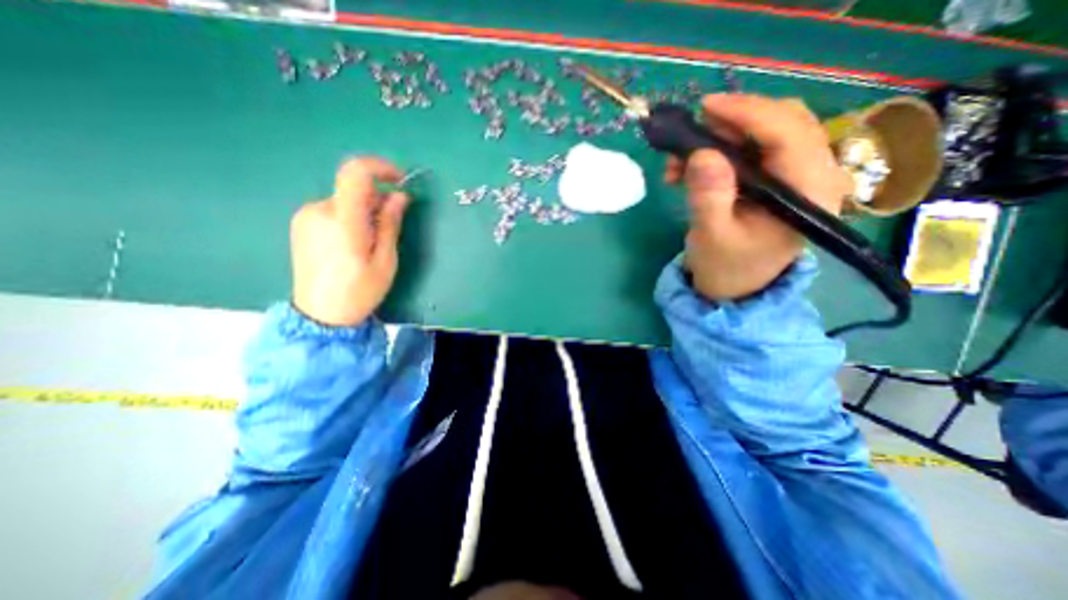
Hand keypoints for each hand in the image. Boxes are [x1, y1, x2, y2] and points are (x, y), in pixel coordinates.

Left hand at [290, 158, 408, 328]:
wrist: (320, 315)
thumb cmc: (360, 290)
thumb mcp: (385, 260)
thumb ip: (390, 223)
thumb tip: (399, 196)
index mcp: (343, 221)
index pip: (356, 173)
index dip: (380, 168)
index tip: (399, 180)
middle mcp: (319, 211)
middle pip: (353, 188)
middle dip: (377, 200)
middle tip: (390, 227)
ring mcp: (306, 216)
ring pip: (344, 200)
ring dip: (364, 210)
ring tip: (371, 242)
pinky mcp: (301, 224)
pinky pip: (333, 209)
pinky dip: (350, 216)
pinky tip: (353, 243)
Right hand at [666, 93, 857, 302]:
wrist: (735, 287)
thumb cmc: (725, 267)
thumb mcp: (712, 236)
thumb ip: (709, 196)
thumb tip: (702, 154)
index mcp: (809, 193)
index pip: (788, 133)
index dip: (747, 113)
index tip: (705, 108)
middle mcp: (815, 175)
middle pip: (782, 123)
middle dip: (731, 124)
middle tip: (688, 138)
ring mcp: (798, 175)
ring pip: (765, 131)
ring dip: (720, 138)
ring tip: (679, 162)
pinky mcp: (779, 178)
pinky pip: (753, 148)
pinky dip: (720, 150)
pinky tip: (691, 167)